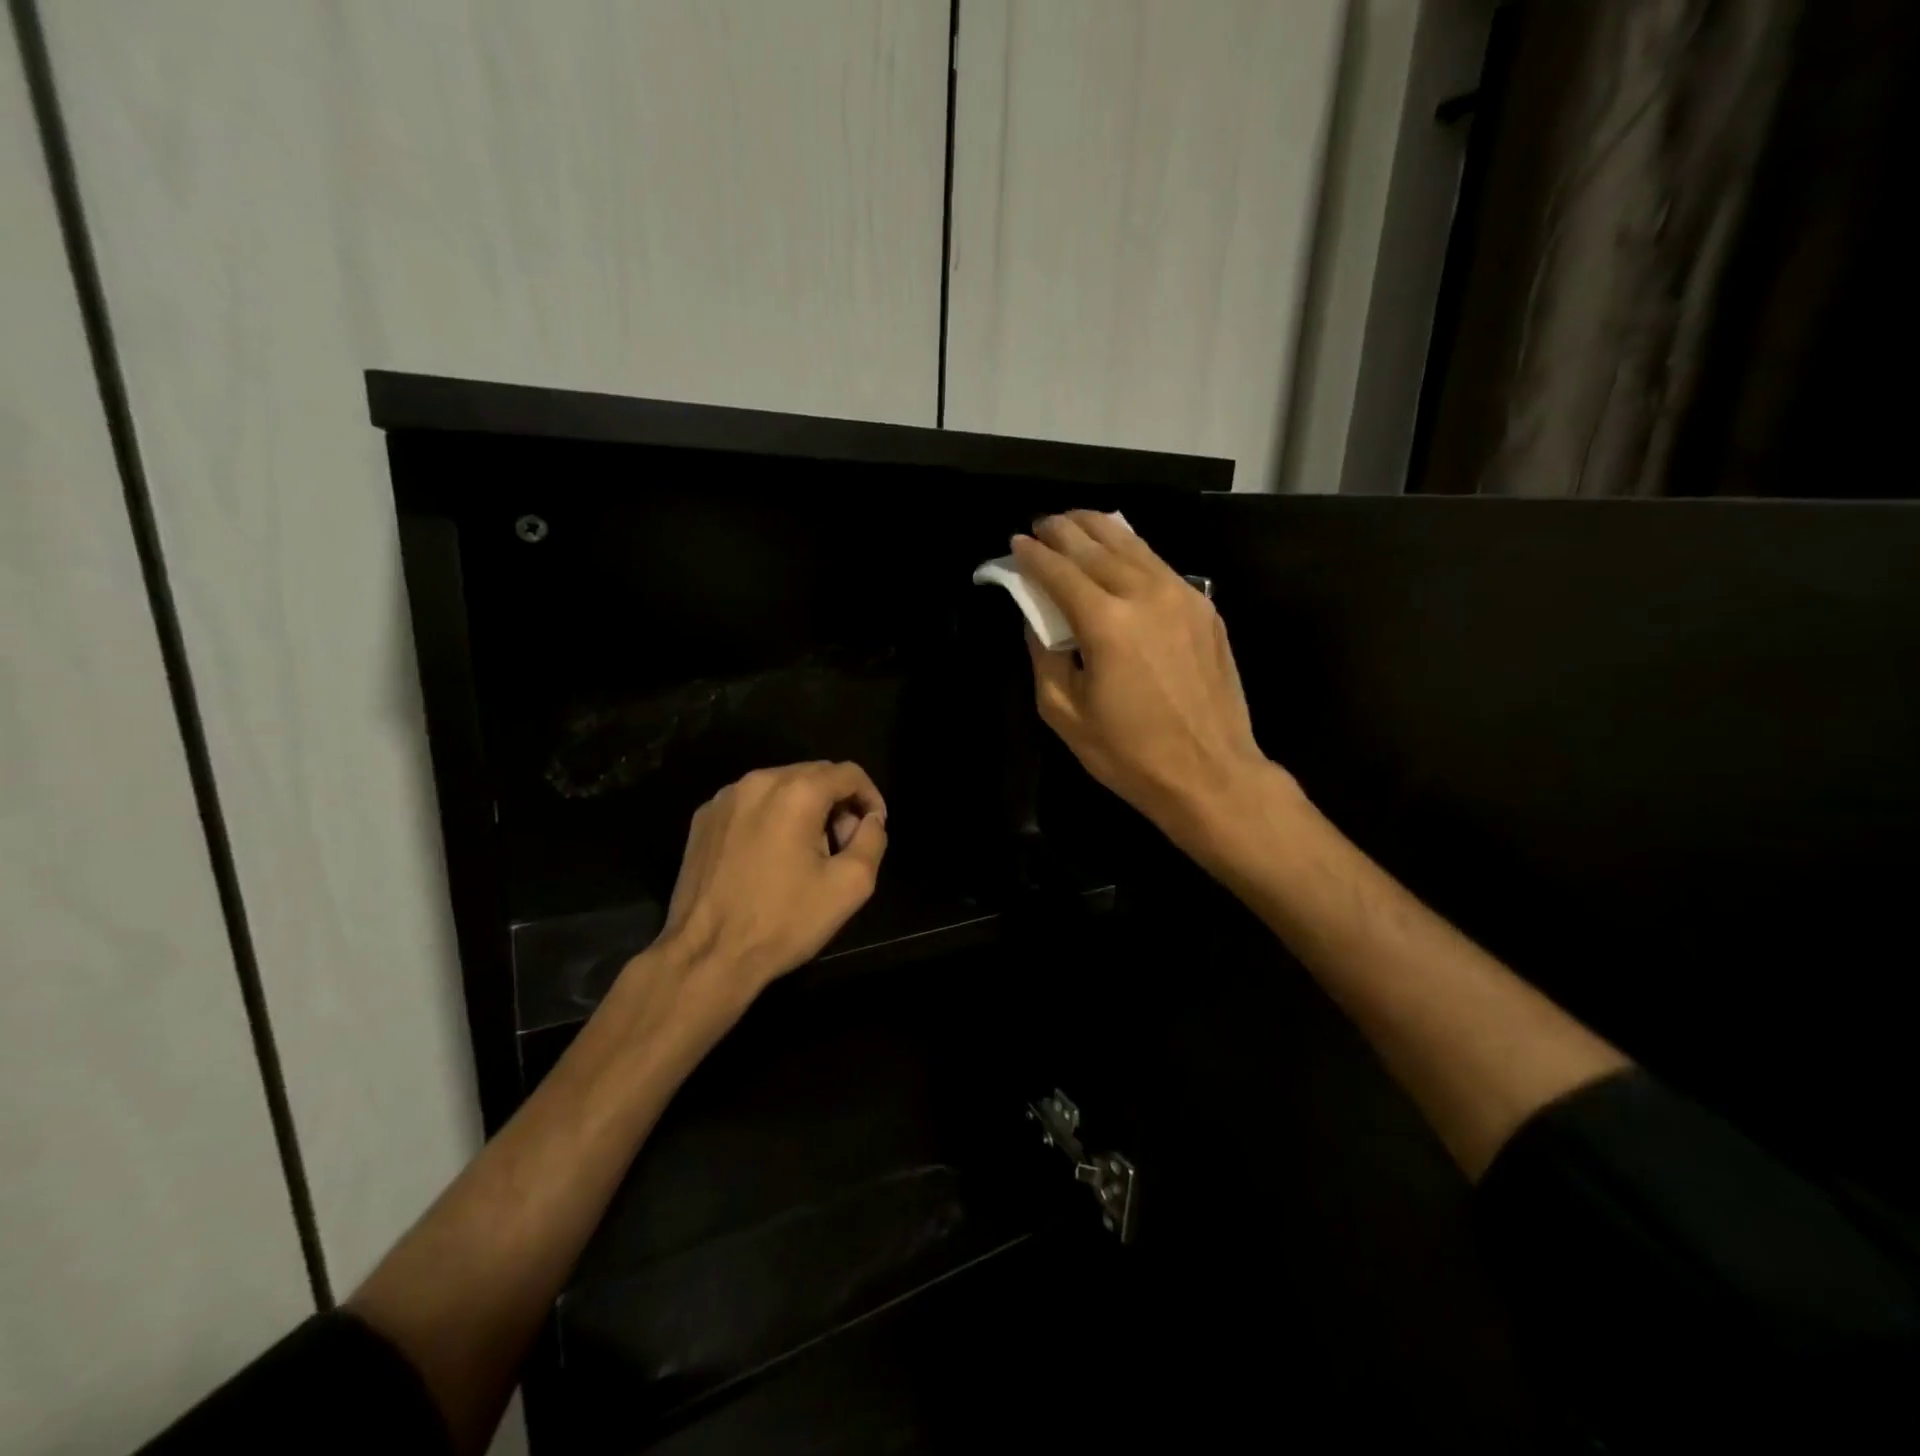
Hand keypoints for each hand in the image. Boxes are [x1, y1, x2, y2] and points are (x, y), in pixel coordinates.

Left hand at [656, 761, 887, 1001]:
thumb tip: (870, 819)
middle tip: (841, 847)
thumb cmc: (784, 920)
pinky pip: (751, 803)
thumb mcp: (850, 885)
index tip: (872, 829)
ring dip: (804, 809)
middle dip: (837, 804)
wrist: (707, 954)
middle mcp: (759, 781)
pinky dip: (770, 817)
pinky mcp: (704, 818)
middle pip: (814, 775)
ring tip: (805, 854)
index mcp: (797, 792)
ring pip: (781, 787)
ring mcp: (725, 798)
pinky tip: (769, 857)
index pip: (849, 773)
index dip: (870, 798)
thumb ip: (872, 840)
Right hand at [1012, 512, 1287, 852]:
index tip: (1016, 543)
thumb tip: (1037, 622)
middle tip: (1042, 523)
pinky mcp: (1204, 608)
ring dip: (1100, 528)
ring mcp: (1182, 597)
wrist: (1211, 773)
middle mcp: (1145, 596)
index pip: (1061, 574)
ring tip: (1076, 521)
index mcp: (1107, 625)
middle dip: (1064, 531)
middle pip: (1097, 547)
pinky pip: (1160, 564)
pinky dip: (1133, 549)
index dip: (1034, 556)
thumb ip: (1045, 658)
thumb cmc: (1130, 754)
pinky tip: (1120, 549)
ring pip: (1134, 546)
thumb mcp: (1065, 715)